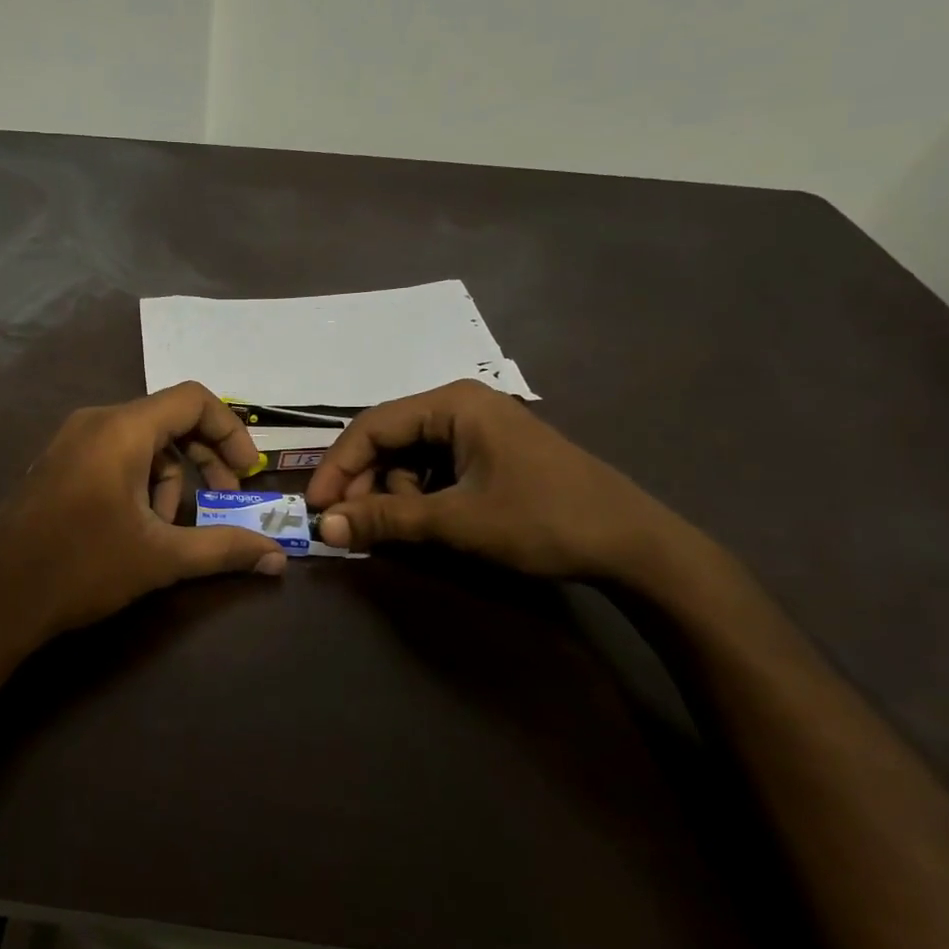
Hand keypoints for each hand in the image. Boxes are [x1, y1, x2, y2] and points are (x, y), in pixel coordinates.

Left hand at [0, 383, 285, 651]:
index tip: (246, 473)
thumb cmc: (81, 567)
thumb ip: (223, 549)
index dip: (230, 430)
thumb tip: (277, 558)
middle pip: (169, 419)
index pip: (193, 400)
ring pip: (142, 441)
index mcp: (122, 429)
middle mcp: (95, 422)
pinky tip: (135, 527)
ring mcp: (70, 441)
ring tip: (167, 529)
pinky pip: (114, 455)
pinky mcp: (58, 464)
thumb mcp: (160, 558)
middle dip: (203, 459)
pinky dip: (139, 481)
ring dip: (169, 478)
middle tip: (222, 500)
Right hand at [305, 379, 683, 580]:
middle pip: (388, 440)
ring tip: (407, 531)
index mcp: (452, 403)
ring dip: (396, 495)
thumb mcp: (456, 521)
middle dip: (367, 485)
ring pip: (409, 458)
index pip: (371, 426)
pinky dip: (421, 497)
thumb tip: (322, 529)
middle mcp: (460, 405)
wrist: (634, 545)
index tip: (315, 508)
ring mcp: (478, 429)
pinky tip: (430, 523)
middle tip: (352, 528)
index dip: (337, 467)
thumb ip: (386, 520)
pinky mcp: (489, 454)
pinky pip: (435, 469)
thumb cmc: (542, 520)